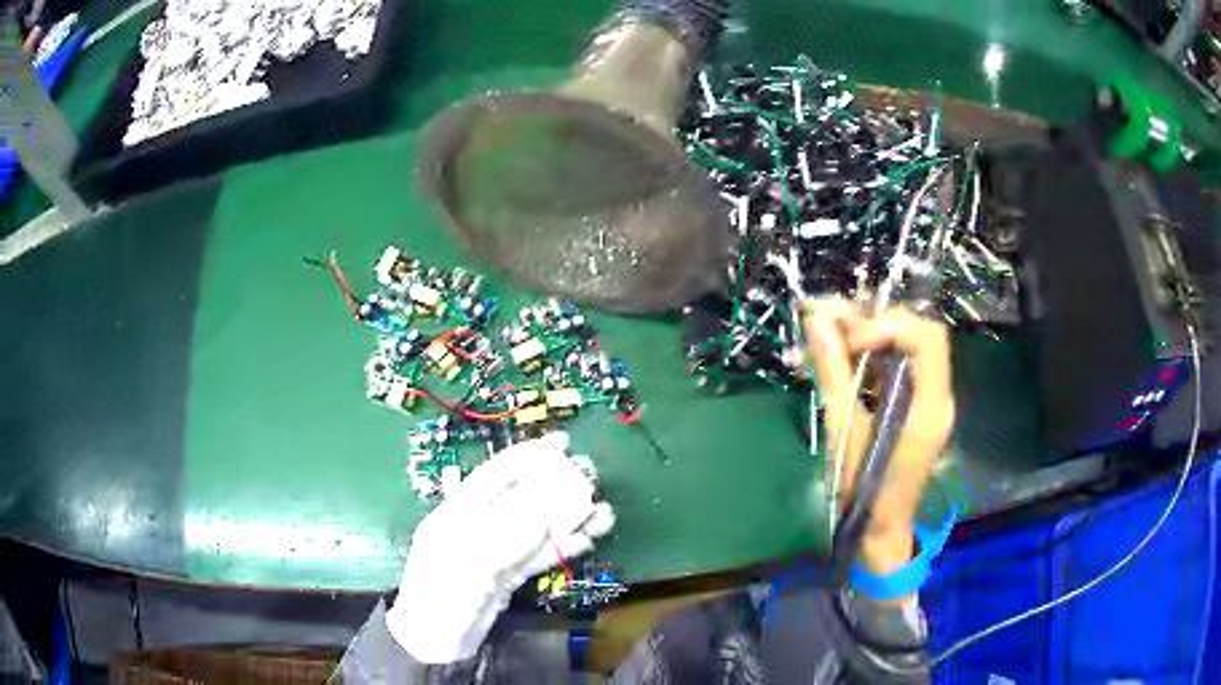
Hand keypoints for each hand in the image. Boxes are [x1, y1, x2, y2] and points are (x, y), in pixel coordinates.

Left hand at [386, 432, 614, 662]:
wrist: (435, 643)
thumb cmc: (441, 597)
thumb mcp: (470, 561)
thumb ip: (508, 531)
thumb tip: (550, 502)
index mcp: (460, 512)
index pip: (497, 474)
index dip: (528, 456)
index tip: (562, 444)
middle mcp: (480, 525)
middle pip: (524, 497)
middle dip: (558, 485)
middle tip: (593, 477)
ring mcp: (496, 550)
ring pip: (538, 528)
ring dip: (569, 520)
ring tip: (604, 514)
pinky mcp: (509, 575)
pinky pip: (540, 556)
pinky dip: (563, 548)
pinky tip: (587, 540)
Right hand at [800, 300, 955, 575]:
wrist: (879, 527)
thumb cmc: (862, 487)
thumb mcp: (843, 429)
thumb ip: (833, 372)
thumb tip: (817, 321)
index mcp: (929, 405)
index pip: (925, 338)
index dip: (888, 325)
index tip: (850, 339)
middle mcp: (939, 395)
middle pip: (920, 333)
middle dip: (878, 322)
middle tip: (837, 329)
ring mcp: (932, 399)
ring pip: (912, 344)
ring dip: (875, 333)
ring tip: (836, 337)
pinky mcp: (919, 405)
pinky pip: (904, 364)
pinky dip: (877, 353)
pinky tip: (849, 357)